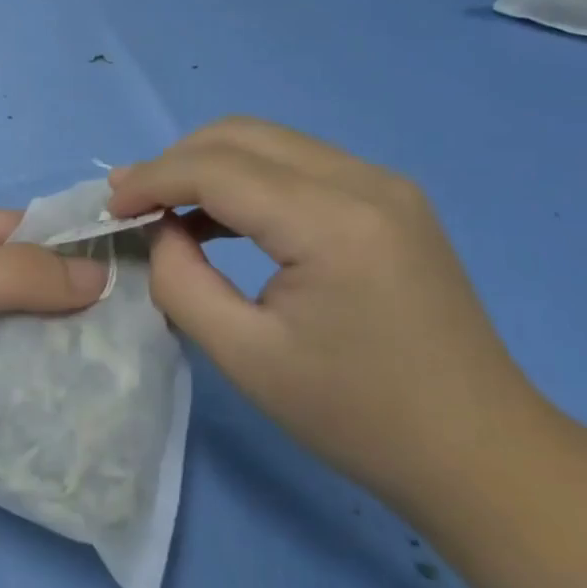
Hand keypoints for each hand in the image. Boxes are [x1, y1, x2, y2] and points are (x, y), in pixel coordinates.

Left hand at [0, 208, 108, 500]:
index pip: (20, 230)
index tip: (137, 270)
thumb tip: (102, 275)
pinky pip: (0, 382)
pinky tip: (80, 407)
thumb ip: (18, 274)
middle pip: (24, 286)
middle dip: (73, 306)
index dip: (73, 245)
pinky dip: (34, 391)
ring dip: (58, 353)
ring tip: (123, 372)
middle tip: (139, 332)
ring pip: (17, 337)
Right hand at [108, 118, 542, 510]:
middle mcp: (364, 181)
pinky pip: (299, 165)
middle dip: (175, 162)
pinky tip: (221, 219)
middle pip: (242, 135)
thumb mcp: (244, 356)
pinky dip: (248, 179)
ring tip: (166, 210)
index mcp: (332, 222)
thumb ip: (182, 280)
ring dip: (209, 166)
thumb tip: (159, 230)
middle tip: (133, 205)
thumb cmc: (356, 416)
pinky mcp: (391, 200)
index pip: (217, 168)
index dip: (152, 179)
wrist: (478, 452)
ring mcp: (385, 185)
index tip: (109, 208)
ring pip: (270, 142)